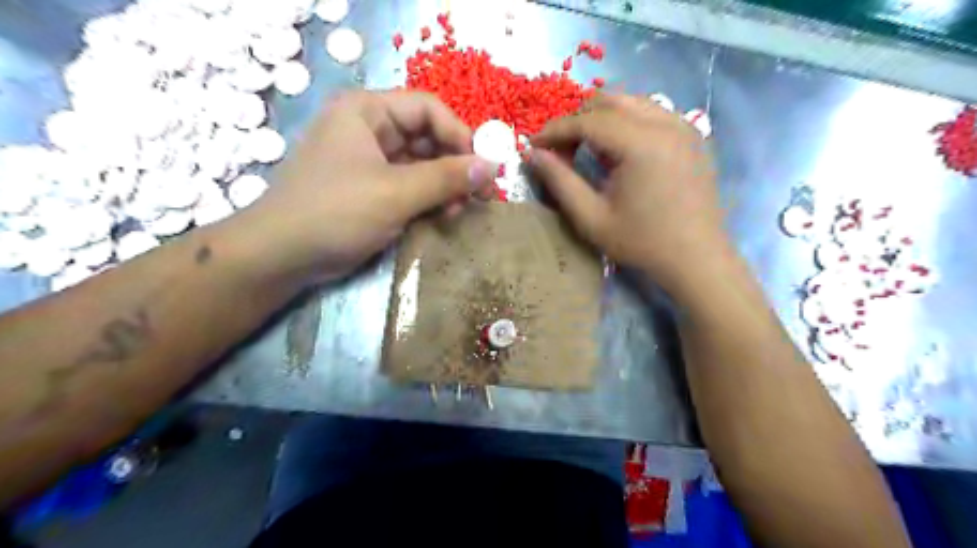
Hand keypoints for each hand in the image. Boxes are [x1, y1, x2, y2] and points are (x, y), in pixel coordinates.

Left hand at [237, 91, 496, 284]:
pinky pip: (409, 186)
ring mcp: (368, 161)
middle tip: (481, 196)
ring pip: (421, 165)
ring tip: (458, 212)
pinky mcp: (370, 189)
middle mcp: (368, 130)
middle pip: (427, 137)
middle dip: (455, 166)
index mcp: (366, 112)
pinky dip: (428, 200)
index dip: (460, 136)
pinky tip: (441, 217)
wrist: (281, 256)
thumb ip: (447, 178)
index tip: (483, 168)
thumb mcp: (396, 193)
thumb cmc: (336, 212)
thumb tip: (492, 166)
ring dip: (444, 187)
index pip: (428, 110)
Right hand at [531, 94, 728, 299]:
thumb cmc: (641, 242)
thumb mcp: (591, 217)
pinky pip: (651, 112)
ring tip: (587, 148)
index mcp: (640, 143)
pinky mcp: (691, 135)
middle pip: (608, 101)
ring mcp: (682, 125)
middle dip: (577, 120)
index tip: (533, 143)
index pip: (587, 120)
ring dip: (601, 118)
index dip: (555, 130)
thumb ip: (559, 181)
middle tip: (561, 149)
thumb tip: (533, 153)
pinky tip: (618, 150)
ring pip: (631, 102)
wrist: (696, 257)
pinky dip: (626, 122)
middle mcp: (664, 123)